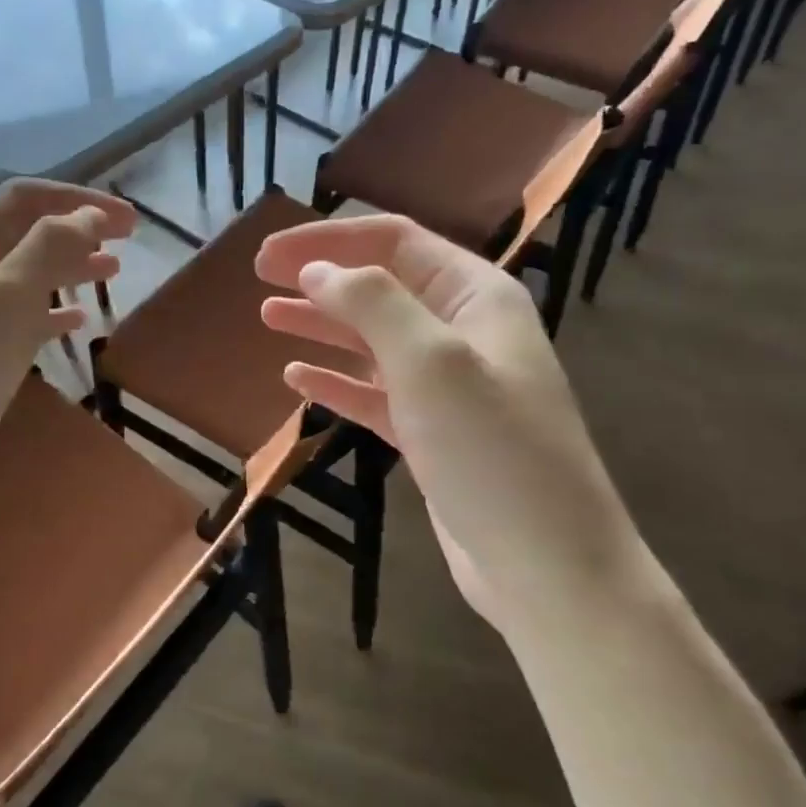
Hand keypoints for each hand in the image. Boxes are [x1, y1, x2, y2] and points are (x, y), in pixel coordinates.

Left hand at [0, 179, 134, 513]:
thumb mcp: (4, 299)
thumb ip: (49, 248)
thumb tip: (92, 215)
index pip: (24, 199)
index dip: (79, 201)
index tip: (130, 219)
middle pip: (23, 234)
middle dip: (78, 231)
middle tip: (129, 241)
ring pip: (24, 276)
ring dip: (68, 268)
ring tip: (112, 274)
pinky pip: (17, 318)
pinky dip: (50, 312)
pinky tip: (77, 322)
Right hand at [255, 216, 640, 632]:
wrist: (547, 567)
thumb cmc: (492, 451)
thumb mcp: (432, 362)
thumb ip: (373, 304)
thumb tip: (318, 270)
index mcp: (476, 296)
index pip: (395, 242)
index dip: (329, 240)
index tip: (268, 254)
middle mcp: (464, 331)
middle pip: (382, 286)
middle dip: (322, 277)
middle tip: (258, 278)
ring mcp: (449, 386)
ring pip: (375, 340)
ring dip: (324, 325)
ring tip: (269, 317)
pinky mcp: (433, 434)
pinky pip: (376, 393)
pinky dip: (338, 382)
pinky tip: (299, 379)